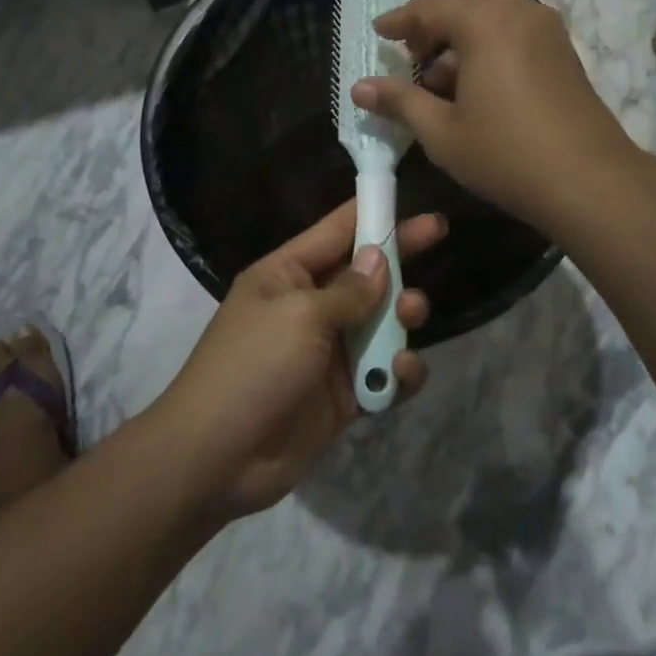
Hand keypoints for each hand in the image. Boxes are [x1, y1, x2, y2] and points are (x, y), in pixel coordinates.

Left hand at [155, 200, 446, 518]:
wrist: (217, 459)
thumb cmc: (253, 367)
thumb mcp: (300, 316)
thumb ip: (348, 290)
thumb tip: (379, 259)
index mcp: (286, 275)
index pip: (335, 231)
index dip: (372, 213)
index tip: (410, 197)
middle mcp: (308, 307)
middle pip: (364, 273)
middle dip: (398, 256)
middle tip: (438, 233)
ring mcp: (327, 353)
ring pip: (379, 322)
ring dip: (401, 316)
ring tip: (411, 314)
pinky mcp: (342, 396)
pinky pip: (381, 374)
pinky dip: (397, 372)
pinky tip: (399, 374)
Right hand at [348, 0, 637, 235]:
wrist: (588, 179)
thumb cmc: (505, 154)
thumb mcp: (441, 132)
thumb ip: (399, 102)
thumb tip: (359, 87)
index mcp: (484, 23)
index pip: (430, 7)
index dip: (400, 20)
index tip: (379, 32)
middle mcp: (518, 12)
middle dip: (438, 17)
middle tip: (416, 52)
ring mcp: (548, 30)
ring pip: (498, 9)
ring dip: (466, 29)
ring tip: (444, 76)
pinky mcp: (565, 52)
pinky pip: (519, 28)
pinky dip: (493, 39)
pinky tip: (480, 84)